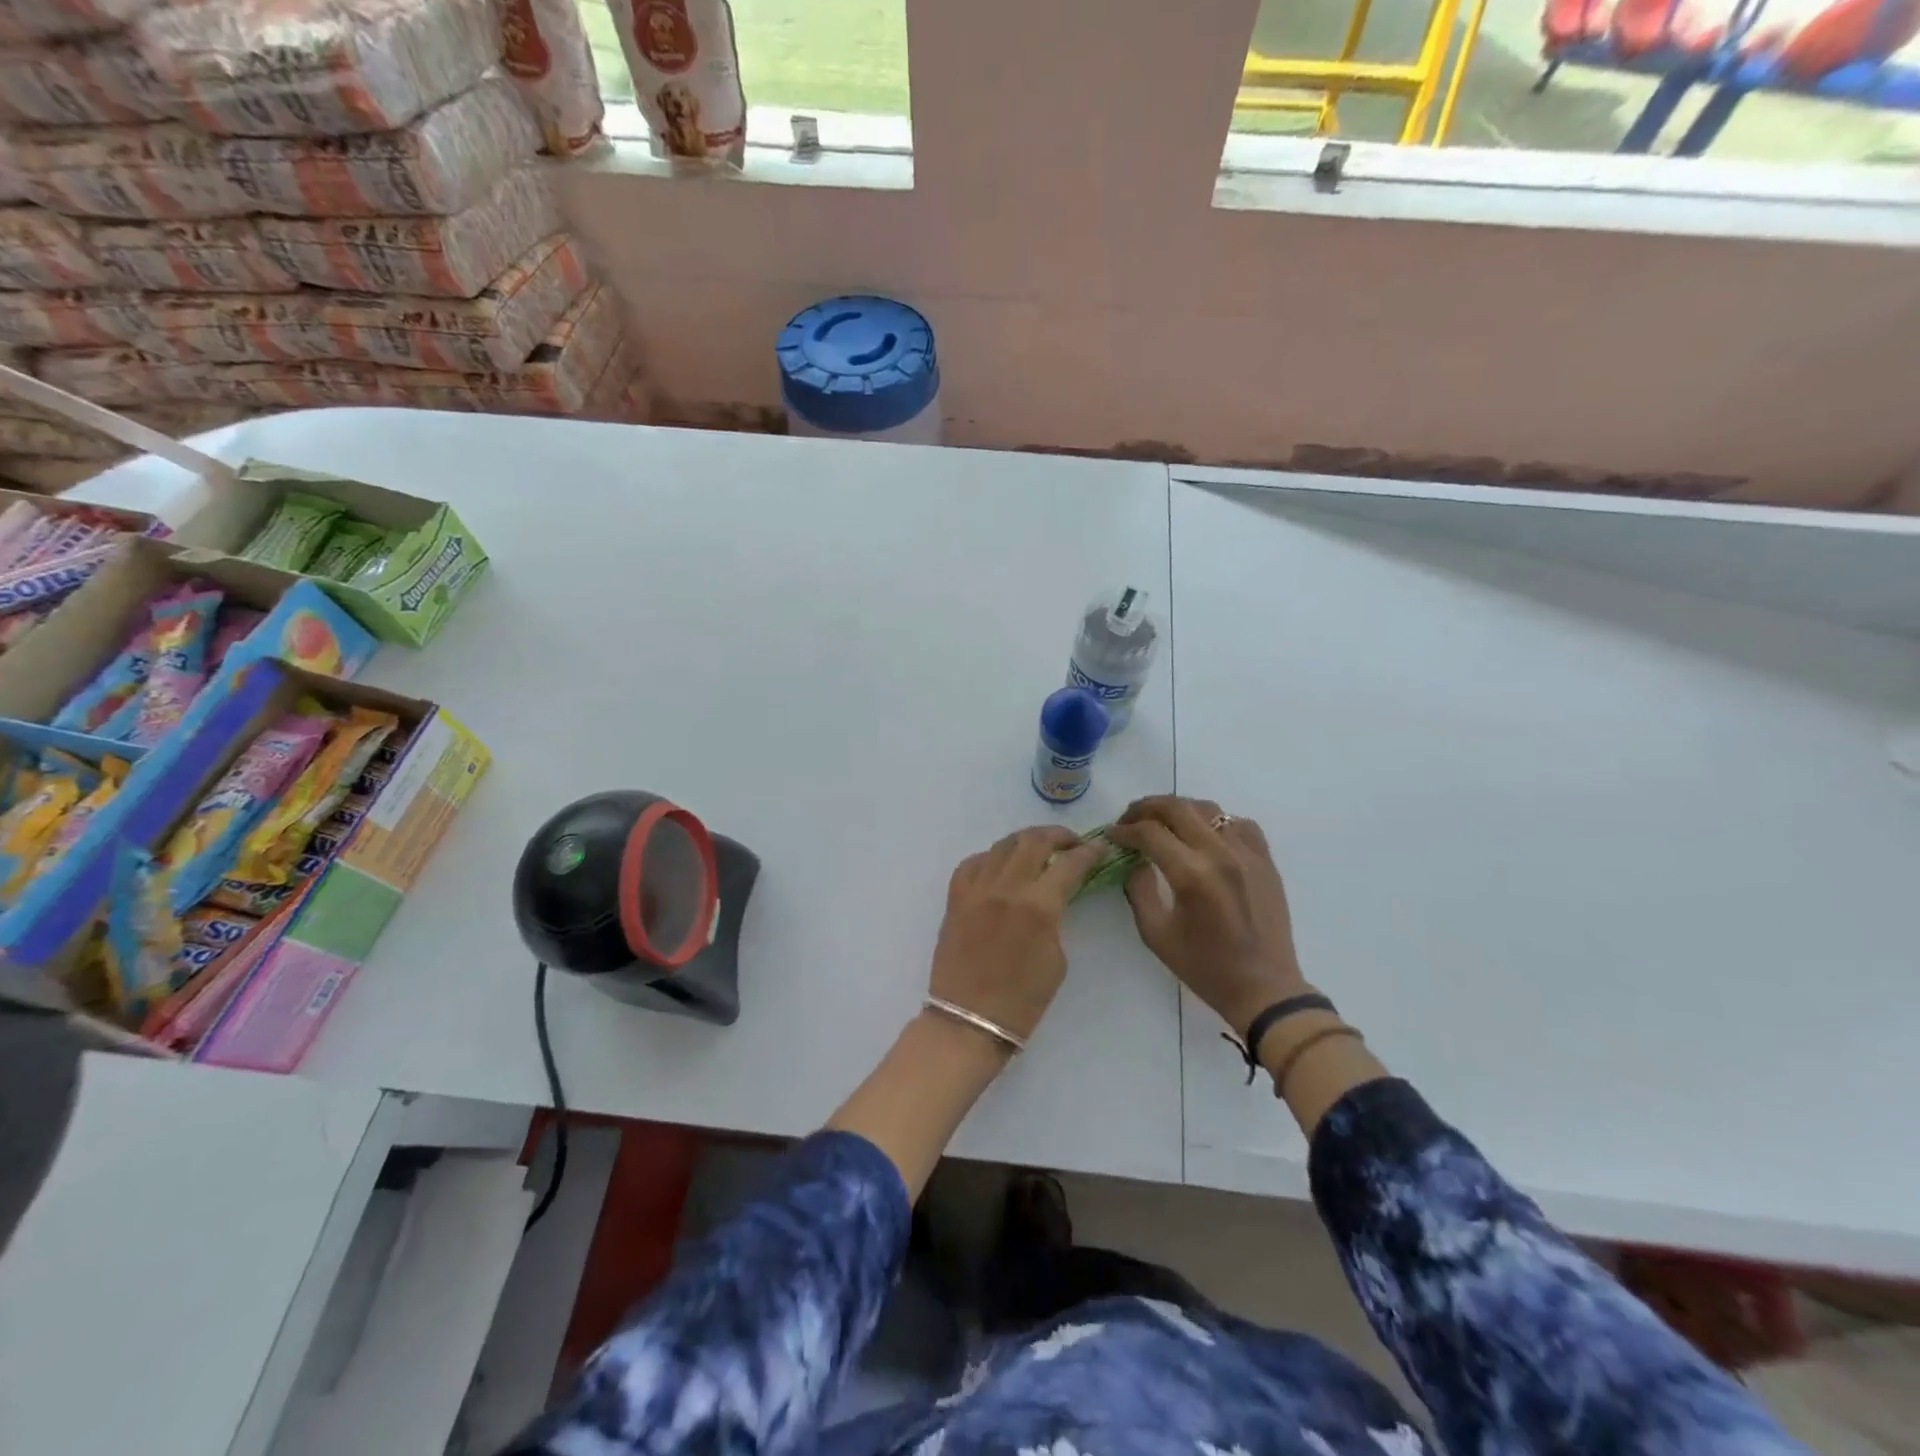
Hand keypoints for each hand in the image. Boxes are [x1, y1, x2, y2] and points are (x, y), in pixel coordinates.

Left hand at [930, 826, 1104, 1043]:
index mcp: (1038, 906)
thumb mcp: (1057, 959)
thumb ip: (1056, 919)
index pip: (1069, 864)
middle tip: (1072, 843)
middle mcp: (1006, 887)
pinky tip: (1000, 866)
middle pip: (1034, 841)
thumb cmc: (1022, 1001)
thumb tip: (1053, 898)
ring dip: (1025, 841)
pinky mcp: (955, 898)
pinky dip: (991, 858)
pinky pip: (973, 863)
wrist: (968, 1021)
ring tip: (1039, 849)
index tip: (1100, 847)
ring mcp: (976, 889)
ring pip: (1002, 845)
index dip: (1089, 852)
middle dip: (1058, 836)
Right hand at [1109, 796, 1306, 1037]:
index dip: (1125, 829)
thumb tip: (1135, 861)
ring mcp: (1247, 854)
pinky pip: (1239, 823)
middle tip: (1130, 819)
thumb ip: (1139, 890)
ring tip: (1162, 822)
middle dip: (1146, 808)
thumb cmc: (1205, 967)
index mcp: (1191, 874)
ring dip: (1179, 809)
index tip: (1111, 834)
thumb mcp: (1156, 934)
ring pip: (1208, 809)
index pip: (1150, 832)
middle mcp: (1220, 854)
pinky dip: (1217, 821)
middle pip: (1177, 808)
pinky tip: (1205, 835)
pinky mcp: (1266, 860)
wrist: (1264, 988)